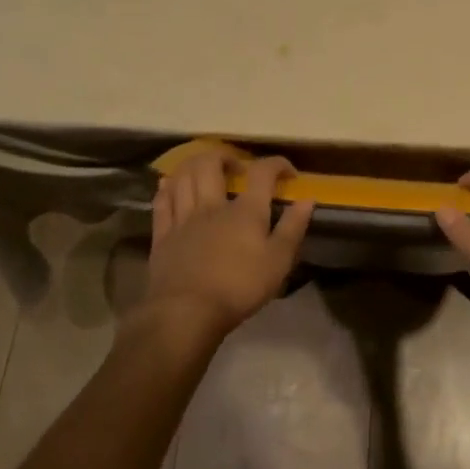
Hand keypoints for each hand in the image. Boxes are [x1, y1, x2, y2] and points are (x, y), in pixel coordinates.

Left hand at [145, 151, 314, 340]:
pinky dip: (167, 188)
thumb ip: (293, 228)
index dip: (277, 164)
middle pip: (211, 163)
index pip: (262, 173)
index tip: (288, 172)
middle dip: (225, 156)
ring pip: (183, 176)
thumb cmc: (238, 287)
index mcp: (245, 210)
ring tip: (204, 170)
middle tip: (236, 167)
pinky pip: (162, 201)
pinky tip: (170, 185)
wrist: (186, 312)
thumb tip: (307, 199)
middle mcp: (212, 205)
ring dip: (194, 164)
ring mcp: (183, 218)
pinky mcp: (163, 234)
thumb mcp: (278, 262)